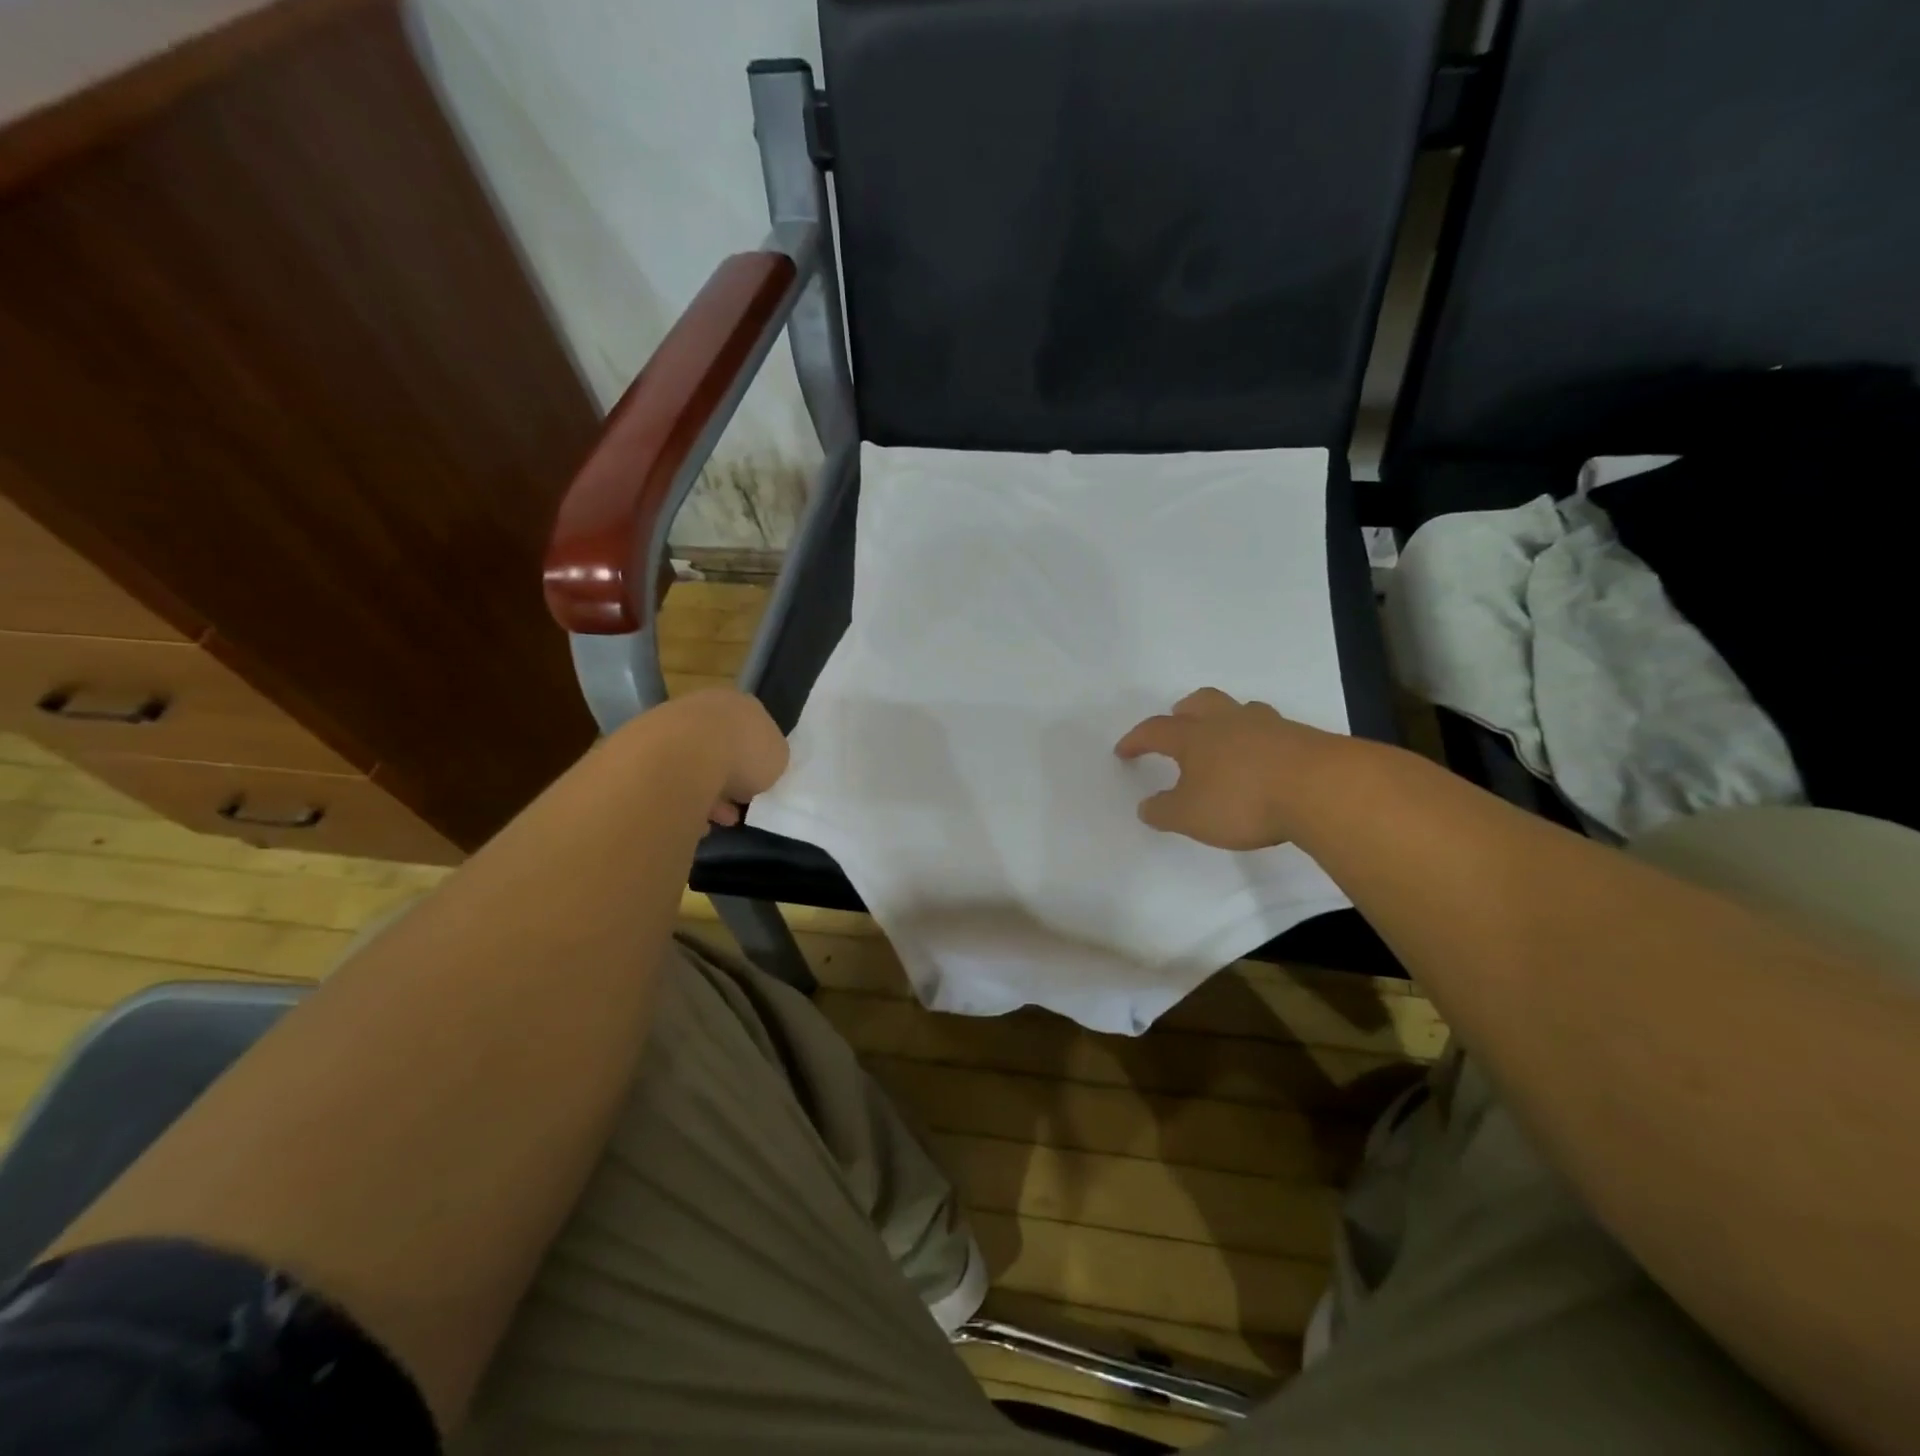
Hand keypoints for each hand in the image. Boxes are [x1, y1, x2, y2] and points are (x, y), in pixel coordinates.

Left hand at [654, 689, 788, 825]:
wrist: (682, 756)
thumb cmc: (742, 754)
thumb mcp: (777, 760)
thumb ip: (769, 761)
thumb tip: (756, 770)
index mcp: (740, 704)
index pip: (752, 730)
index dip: (756, 760)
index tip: (756, 786)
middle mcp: (703, 707)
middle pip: (719, 746)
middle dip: (726, 780)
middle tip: (733, 809)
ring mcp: (668, 724)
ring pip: (690, 764)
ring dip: (702, 794)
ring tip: (711, 824)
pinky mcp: (639, 746)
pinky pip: (666, 778)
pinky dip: (677, 799)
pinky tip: (687, 821)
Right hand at [1114, 688, 1347, 849]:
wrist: (1320, 789)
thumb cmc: (1242, 800)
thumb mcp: (1190, 817)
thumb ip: (1163, 811)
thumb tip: (1146, 806)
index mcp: (1194, 737)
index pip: (1155, 731)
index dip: (1136, 739)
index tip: (1124, 750)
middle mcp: (1228, 722)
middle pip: (1200, 703)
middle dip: (1184, 711)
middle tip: (1177, 720)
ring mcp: (1268, 726)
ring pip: (1239, 710)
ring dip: (1225, 719)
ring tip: (1223, 737)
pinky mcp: (1301, 737)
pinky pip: (1271, 729)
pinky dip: (1259, 738)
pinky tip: (1263, 758)